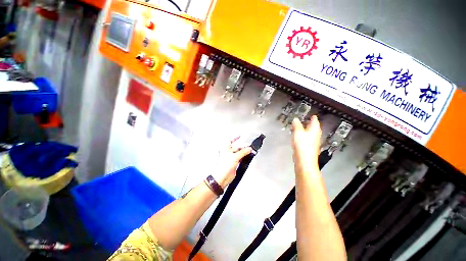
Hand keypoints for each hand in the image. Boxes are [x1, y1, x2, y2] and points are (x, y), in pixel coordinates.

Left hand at [212, 137, 251, 187]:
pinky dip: (244, 157)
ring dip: (244, 152)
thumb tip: (249, 149)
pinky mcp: (234, 163)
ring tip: (251, 152)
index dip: (235, 138)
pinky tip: (248, 157)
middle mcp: (228, 152)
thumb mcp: (235, 156)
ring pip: (239, 153)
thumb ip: (243, 152)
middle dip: (243, 147)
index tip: (240, 135)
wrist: (222, 177)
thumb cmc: (224, 165)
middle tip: (250, 147)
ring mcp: (231, 158)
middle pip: (237, 147)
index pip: (230, 140)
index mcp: (225, 148)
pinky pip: (240, 158)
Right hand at [292, 116, 321, 174]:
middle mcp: (316, 134)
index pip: (315, 120)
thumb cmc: (302, 144)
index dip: (312, 116)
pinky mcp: (309, 146)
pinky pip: (306, 138)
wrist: (304, 159)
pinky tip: (297, 136)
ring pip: (309, 132)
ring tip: (297, 127)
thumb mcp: (298, 132)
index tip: (309, 114)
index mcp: (314, 129)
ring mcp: (313, 141)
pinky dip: (302, 135)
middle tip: (302, 119)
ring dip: (304, 129)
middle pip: (312, 126)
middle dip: (307, 123)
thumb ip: (296, 124)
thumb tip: (295, 119)